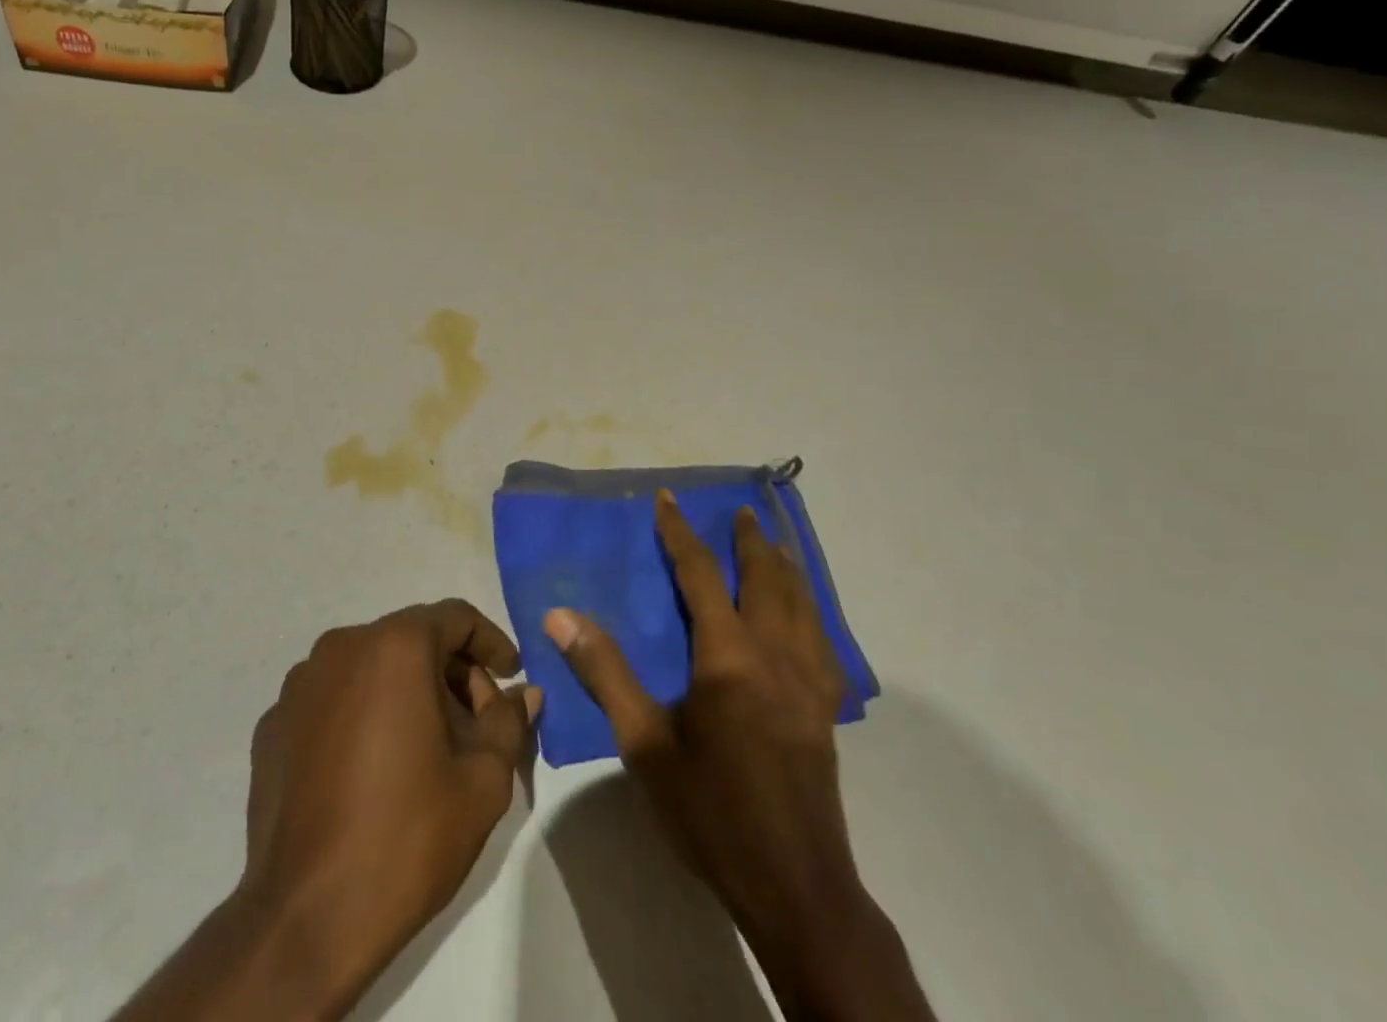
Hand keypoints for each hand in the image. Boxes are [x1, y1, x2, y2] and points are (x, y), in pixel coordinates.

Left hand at [119, 600, 538, 1021]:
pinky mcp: (273, 724)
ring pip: (369, 666)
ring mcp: (299, 685)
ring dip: (404, 690)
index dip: (490, 642)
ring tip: (425, 746)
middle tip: (475, 722)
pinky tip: (373, 768)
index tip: (511, 674)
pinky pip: (332, 699)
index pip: (456, 618)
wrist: (305, 920)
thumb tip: (524, 694)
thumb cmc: (407, 836)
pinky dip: (362, 714)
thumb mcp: (483, 780)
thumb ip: (508, 722)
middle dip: (450, 672)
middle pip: (411, 640)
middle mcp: (342, 647)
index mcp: (395, 646)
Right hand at [545, 492, 933, 1020]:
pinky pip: (822, 639)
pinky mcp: (825, 708)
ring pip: (802, 603)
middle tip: (739, 510)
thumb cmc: (710, 812)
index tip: (669, 498)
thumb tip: (561, 616)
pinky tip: (806, 616)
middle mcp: (775, 654)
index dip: (681, 532)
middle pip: (766, 578)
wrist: (794, 886)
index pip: (701, 574)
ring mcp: (808, 681)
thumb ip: (605, 673)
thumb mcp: (644, 745)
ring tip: (775, 544)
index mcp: (728, 656)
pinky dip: (811, 609)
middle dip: (749, 539)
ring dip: (785, 566)